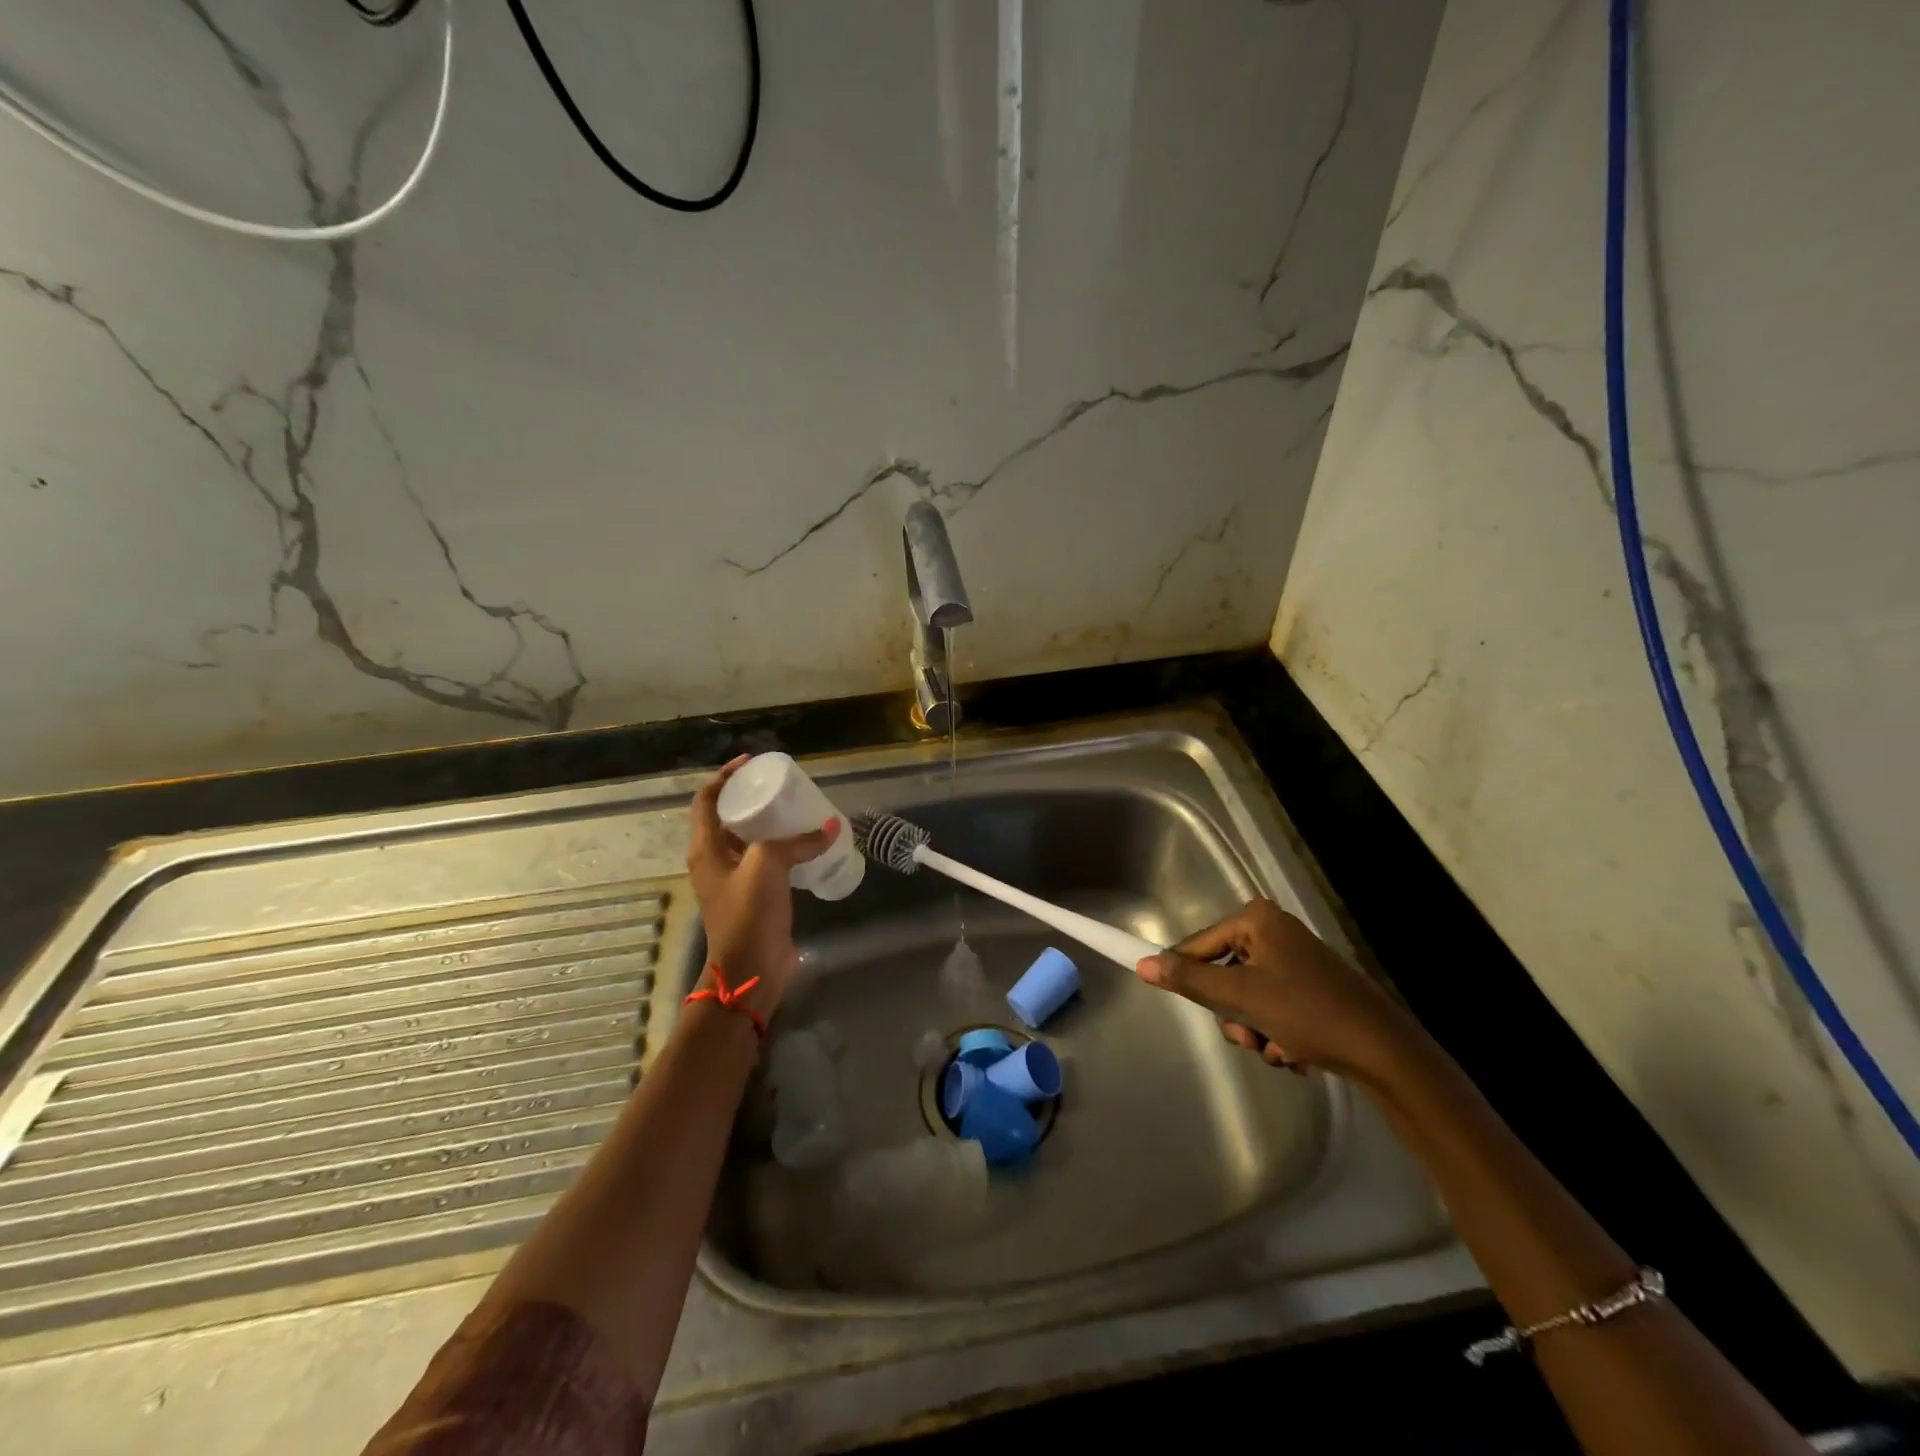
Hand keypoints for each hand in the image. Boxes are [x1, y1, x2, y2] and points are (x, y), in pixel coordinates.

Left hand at [687, 755, 839, 1018]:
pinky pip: (768, 861)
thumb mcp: (766, 866)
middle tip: (780, 785)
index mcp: (705, 848)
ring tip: (797, 808)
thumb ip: (796, 842)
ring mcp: (735, 879)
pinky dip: (785, 847)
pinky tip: (807, 843)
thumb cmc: (748, 913)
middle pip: (728, 817)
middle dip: (751, 797)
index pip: (706, 799)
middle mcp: (715, 860)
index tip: (751, 762)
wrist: (751, 969)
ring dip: (770, 822)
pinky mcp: (757, 895)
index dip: (725, 776)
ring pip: (750, 839)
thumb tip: (830, 827)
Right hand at [1135, 897, 1418, 1082]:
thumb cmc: (1308, 1013)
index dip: (1183, 973)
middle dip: (1234, 1014)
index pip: (1199, 944)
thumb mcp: (1241, 997)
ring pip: (1246, 997)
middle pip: (1223, 974)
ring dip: (1254, 1029)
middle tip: (1248, 1034)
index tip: (1167, 996)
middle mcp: (1274, 932)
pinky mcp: (1311, 988)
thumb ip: (1190, 980)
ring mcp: (1294, 960)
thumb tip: (1144, 965)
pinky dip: (1276, 1033)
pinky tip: (1296, 1052)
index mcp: (1257, 920)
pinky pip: (1271, 1007)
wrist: (1385, 1054)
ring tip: (1277, 1048)